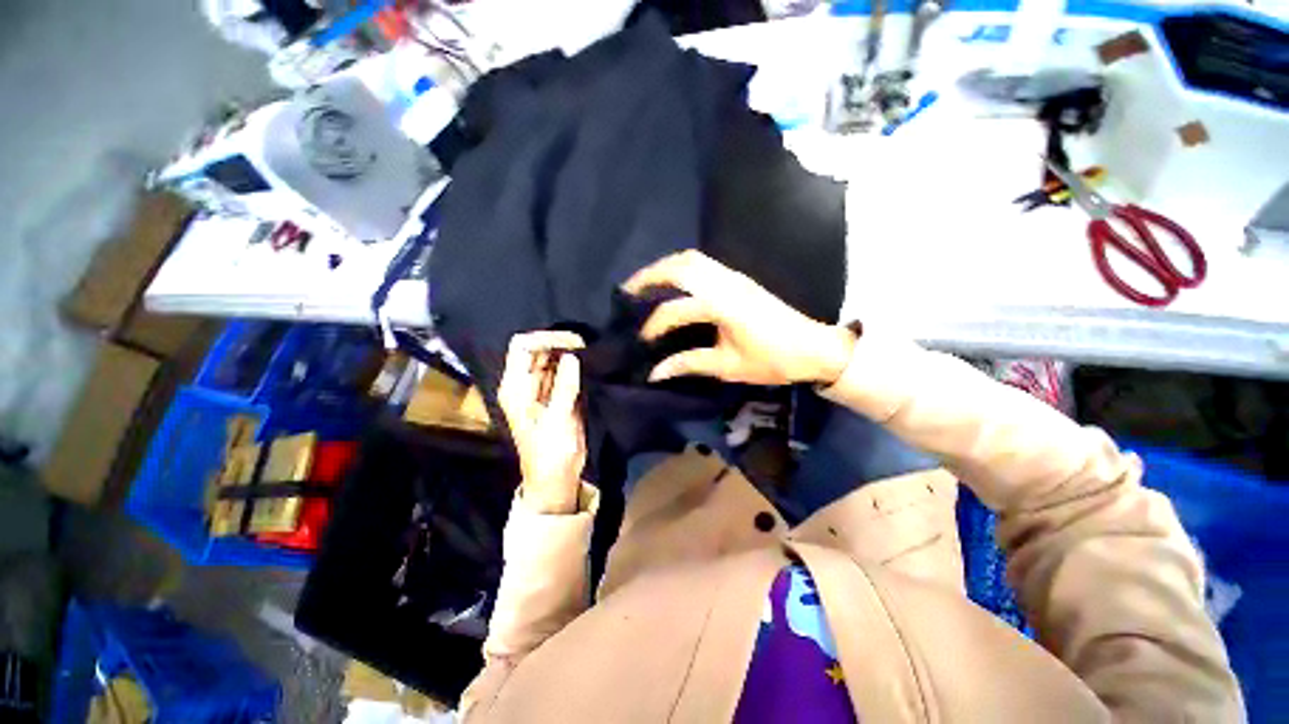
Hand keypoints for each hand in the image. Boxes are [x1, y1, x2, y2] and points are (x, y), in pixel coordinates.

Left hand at [497, 331, 586, 513]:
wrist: (556, 477)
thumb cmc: (550, 452)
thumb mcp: (557, 420)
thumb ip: (564, 387)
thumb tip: (573, 356)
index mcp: (515, 387)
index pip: (522, 347)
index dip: (544, 338)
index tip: (572, 342)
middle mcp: (526, 383)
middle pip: (538, 349)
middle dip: (560, 343)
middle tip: (586, 345)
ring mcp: (542, 389)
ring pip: (552, 359)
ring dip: (569, 353)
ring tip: (589, 352)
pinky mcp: (557, 395)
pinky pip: (564, 372)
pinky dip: (575, 365)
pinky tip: (588, 363)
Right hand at [623, 250, 855, 385]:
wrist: (813, 347)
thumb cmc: (772, 361)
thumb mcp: (728, 367)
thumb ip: (689, 364)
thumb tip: (655, 372)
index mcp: (723, 307)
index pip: (676, 311)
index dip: (654, 326)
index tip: (640, 342)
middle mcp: (726, 284)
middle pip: (680, 266)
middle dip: (650, 275)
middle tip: (627, 291)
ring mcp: (734, 276)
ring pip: (692, 259)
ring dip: (665, 267)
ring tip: (646, 283)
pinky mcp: (739, 278)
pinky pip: (703, 263)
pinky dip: (682, 268)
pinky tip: (673, 283)